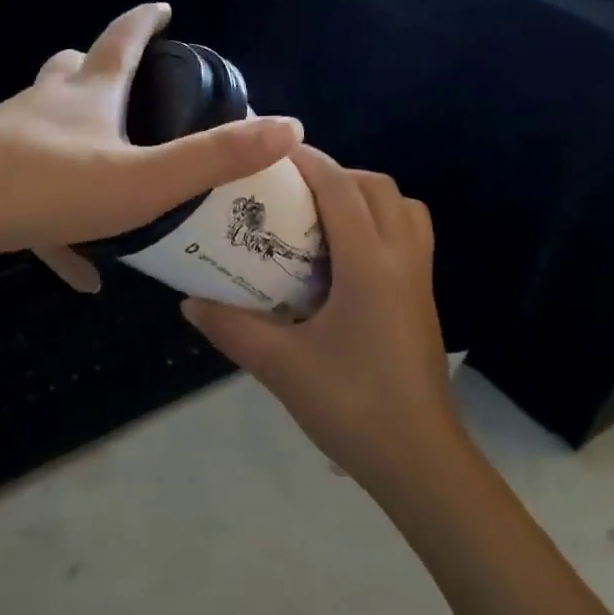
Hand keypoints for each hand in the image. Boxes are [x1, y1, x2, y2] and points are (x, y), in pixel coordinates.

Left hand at [0, 3, 300, 274]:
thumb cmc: (48, 188)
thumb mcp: (143, 180)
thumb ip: (214, 158)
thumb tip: (291, 128)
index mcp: (86, 97)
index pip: (121, 41)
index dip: (145, 21)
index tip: (162, 6)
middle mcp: (44, 108)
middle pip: (70, 74)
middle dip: (96, 71)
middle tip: (125, 87)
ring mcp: (6, 142)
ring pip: (44, 132)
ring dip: (75, 144)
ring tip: (104, 175)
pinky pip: (29, 201)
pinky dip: (56, 226)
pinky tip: (77, 273)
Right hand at [181, 147, 466, 497]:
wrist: (419, 461)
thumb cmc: (351, 407)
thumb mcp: (281, 368)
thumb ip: (231, 328)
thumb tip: (189, 300)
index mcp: (370, 265)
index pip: (341, 188)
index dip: (307, 161)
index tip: (270, 153)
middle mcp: (402, 259)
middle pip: (377, 187)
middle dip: (335, 174)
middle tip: (290, 193)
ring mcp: (420, 279)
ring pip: (402, 208)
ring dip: (363, 196)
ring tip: (320, 219)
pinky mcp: (424, 299)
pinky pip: (409, 235)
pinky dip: (379, 223)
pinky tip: (343, 260)